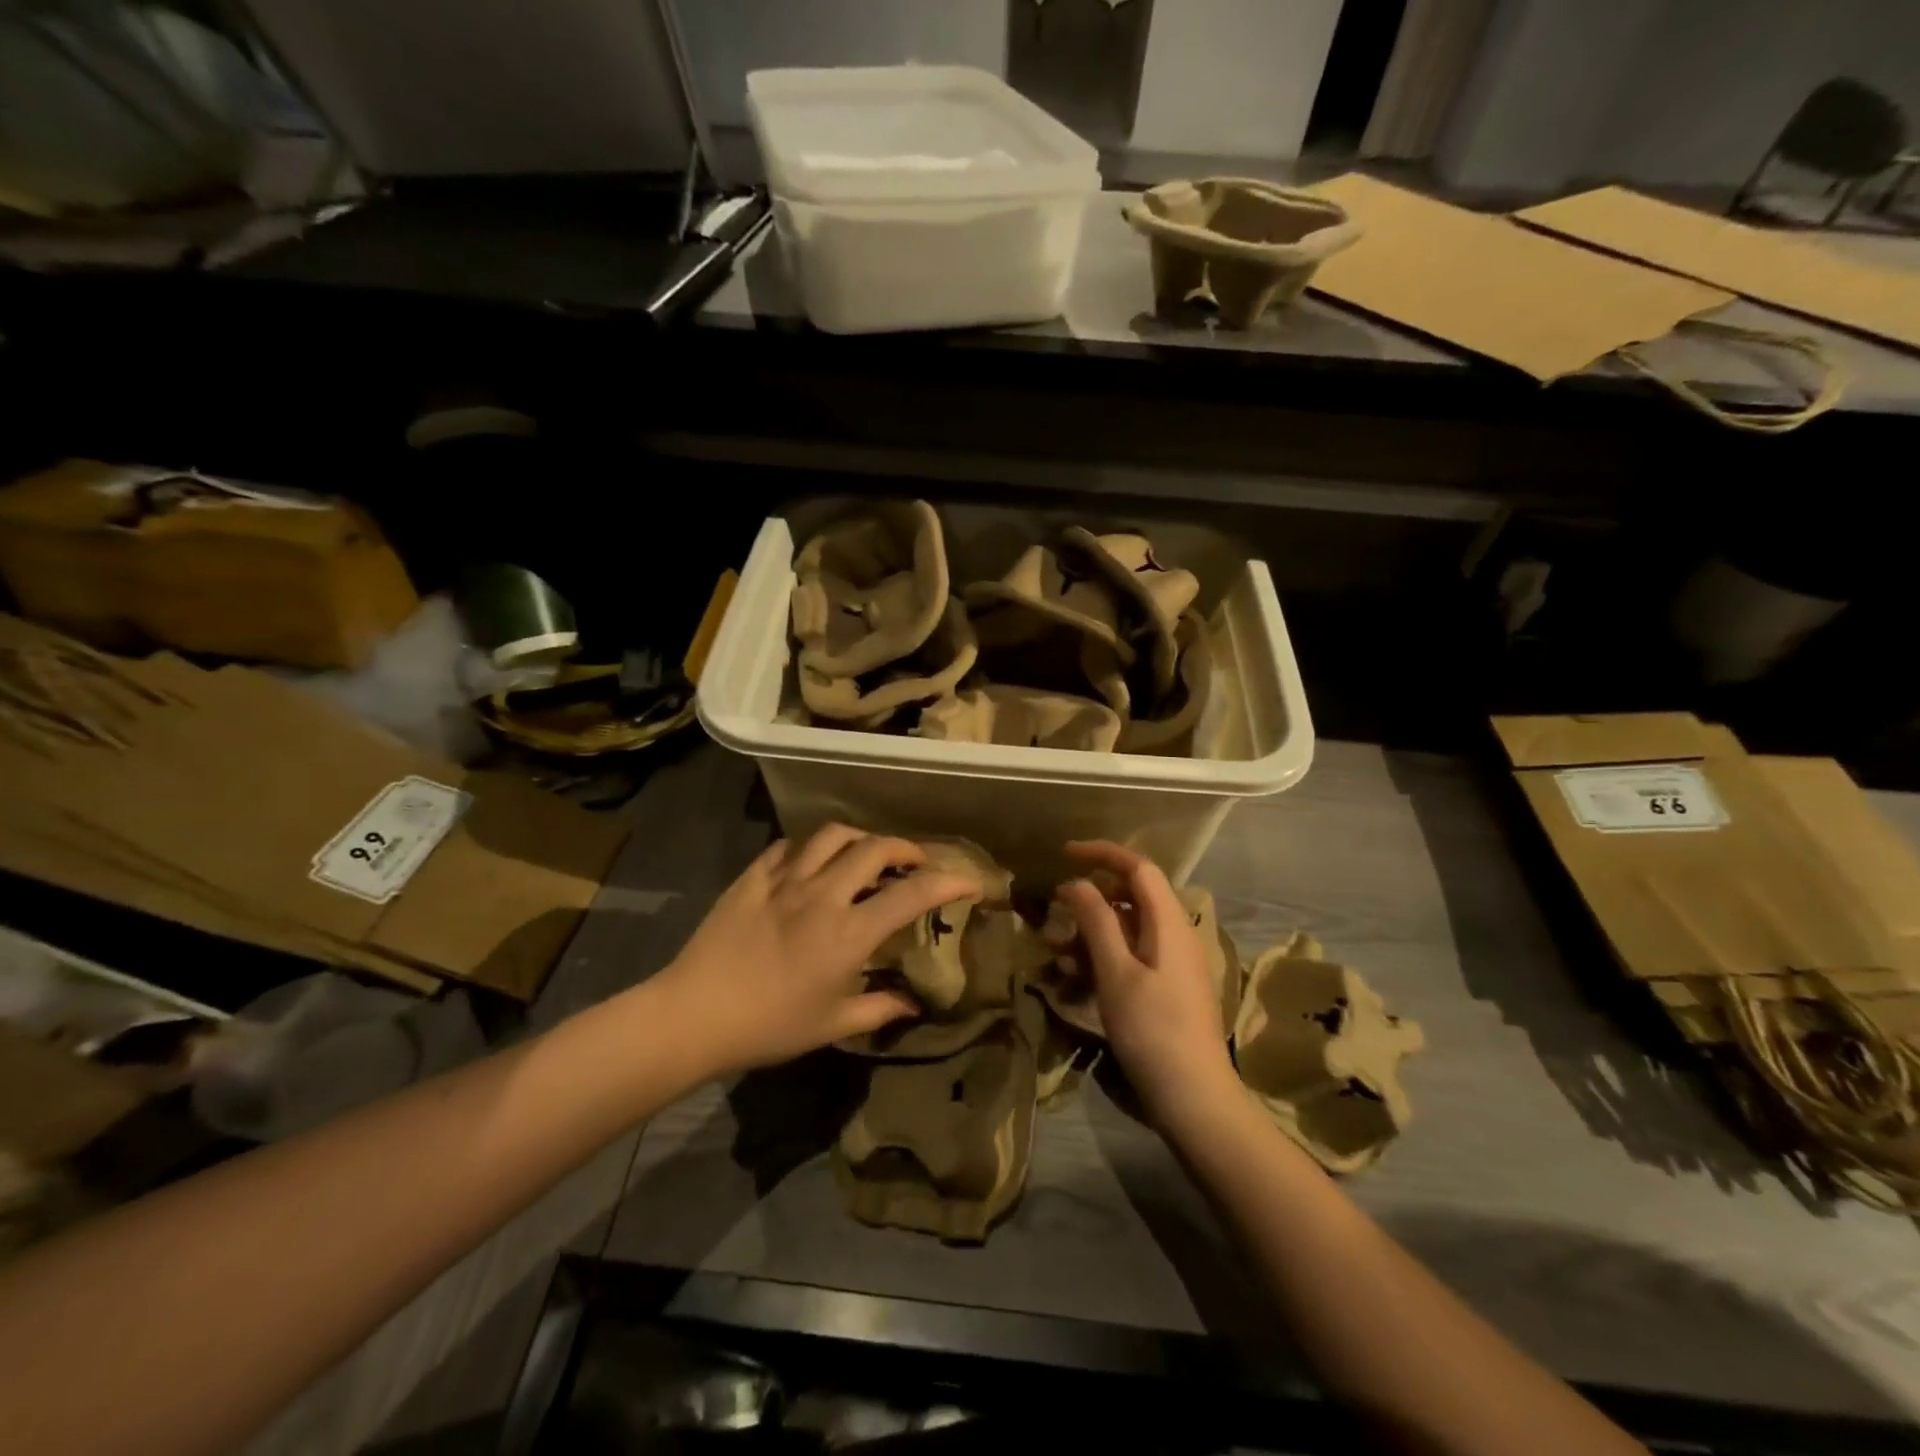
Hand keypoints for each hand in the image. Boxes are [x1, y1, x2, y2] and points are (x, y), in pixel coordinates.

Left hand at [655, 825, 976, 1075]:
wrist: (695, 1015)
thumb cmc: (770, 1026)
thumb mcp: (832, 1025)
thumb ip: (879, 1009)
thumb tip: (912, 1005)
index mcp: (850, 931)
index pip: (913, 893)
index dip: (949, 882)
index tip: (969, 881)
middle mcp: (824, 894)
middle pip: (875, 848)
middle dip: (905, 848)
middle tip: (913, 862)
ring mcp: (785, 880)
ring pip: (832, 835)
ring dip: (858, 838)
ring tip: (863, 853)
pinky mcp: (753, 878)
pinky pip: (787, 848)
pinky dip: (807, 850)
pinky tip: (808, 865)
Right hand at [1058, 841, 1238, 1127]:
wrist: (1195, 1098)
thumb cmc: (1153, 1031)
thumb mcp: (1116, 972)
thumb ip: (1096, 921)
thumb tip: (1075, 883)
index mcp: (1169, 922)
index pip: (1138, 867)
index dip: (1101, 853)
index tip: (1063, 854)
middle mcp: (1175, 933)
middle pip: (1131, 896)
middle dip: (1090, 899)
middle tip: (1055, 913)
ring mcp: (1173, 962)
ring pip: (1127, 927)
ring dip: (1091, 931)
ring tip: (1056, 952)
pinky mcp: (1167, 986)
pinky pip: (1131, 954)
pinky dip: (1102, 956)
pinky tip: (1076, 979)